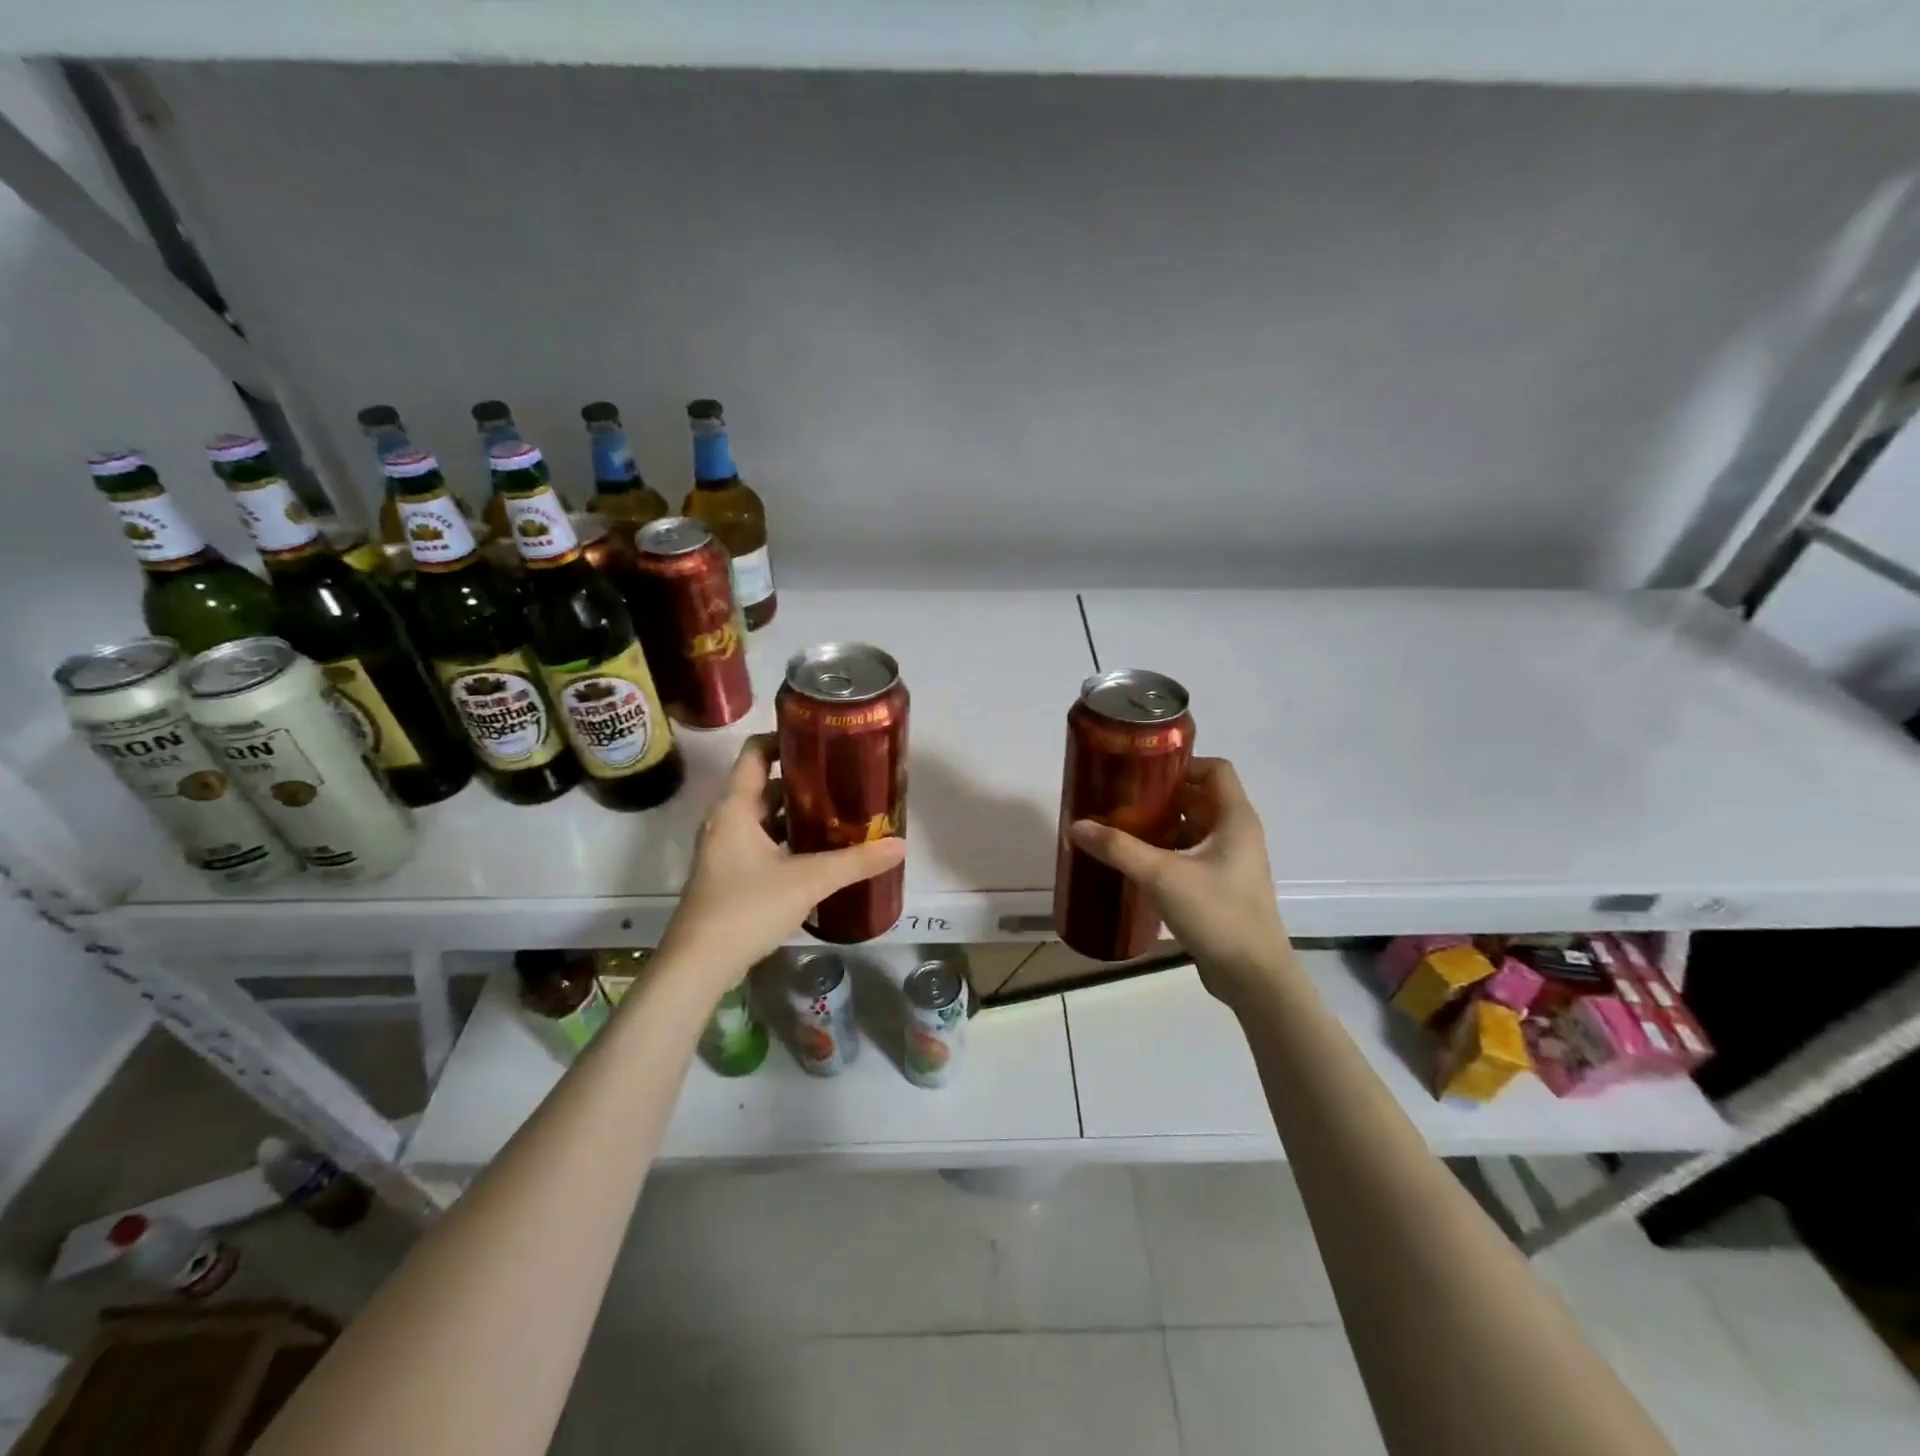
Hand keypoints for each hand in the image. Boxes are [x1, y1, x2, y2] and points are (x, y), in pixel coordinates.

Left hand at [659, 735, 905, 985]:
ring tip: (840, 812)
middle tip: (844, 778)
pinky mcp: (730, 876)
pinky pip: (763, 843)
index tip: (821, 738)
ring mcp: (725, 850)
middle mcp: (726, 821)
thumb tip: (900, 845)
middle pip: (764, 785)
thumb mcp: (808, 880)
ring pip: (765, 817)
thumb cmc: (747, 908)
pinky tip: (820, 853)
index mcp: (735, 808)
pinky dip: (789, 840)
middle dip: (803, 780)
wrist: (699, 966)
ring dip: (797, 813)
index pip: (755, 752)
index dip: (784, 738)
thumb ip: (856, 861)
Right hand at [1068, 757, 1294, 1007]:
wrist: (1252, 976)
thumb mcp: (1162, 876)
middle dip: (1161, 794)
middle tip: (1120, 797)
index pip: (1214, 769)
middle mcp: (1237, 834)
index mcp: (1235, 819)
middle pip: (1198, 797)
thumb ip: (1118, 848)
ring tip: (1120, 826)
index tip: (1142, 770)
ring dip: (1160, 824)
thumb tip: (1077, 825)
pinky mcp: (1220, 886)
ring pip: (1192, 827)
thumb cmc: (1216, 914)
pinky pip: (1190, 854)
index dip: (1181, 762)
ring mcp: (1230, 862)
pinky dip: (1165, 851)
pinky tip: (1134, 862)